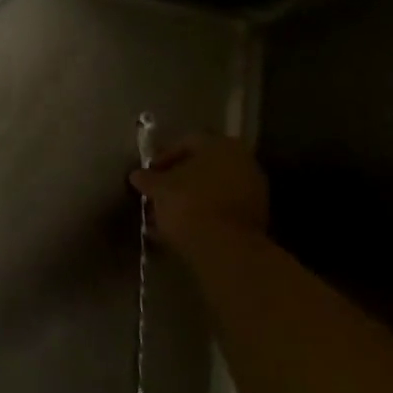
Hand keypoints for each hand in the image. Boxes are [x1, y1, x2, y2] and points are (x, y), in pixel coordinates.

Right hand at [130, 133, 268, 256]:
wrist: (226, 249)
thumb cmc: (189, 204)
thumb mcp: (160, 188)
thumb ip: (148, 179)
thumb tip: (137, 175)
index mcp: (220, 144)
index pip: (186, 143)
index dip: (163, 158)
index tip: (149, 175)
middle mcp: (242, 160)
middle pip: (203, 166)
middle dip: (179, 180)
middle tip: (158, 194)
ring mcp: (253, 189)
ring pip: (213, 189)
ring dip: (191, 199)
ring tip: (167, 215)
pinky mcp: (256, 218)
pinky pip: (223, 208)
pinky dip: (205, 214)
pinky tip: (185, 228)